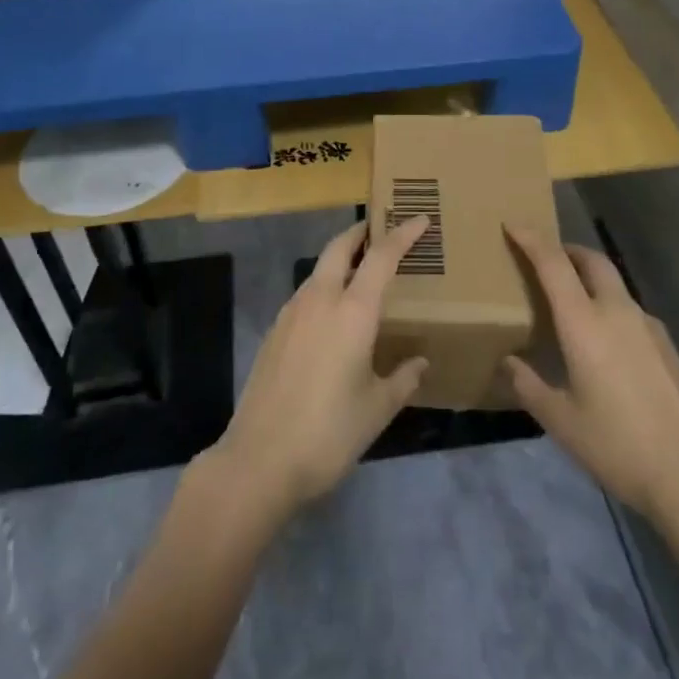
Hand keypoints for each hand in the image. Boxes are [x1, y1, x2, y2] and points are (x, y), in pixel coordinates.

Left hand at [204, 217, 428, 521]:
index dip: (402, 234)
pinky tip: (332, 314)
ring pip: (319, 269)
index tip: (420, 219)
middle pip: (339, 247)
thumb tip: (420, 363)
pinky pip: (305, 294)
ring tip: (361, 271)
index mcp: (352, 312)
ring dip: (340, 259)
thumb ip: (402, 379)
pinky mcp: (274, 332)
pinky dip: (324, 286)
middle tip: (381, 228)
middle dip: (361, 232)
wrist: (259, 460)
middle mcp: (320, 300)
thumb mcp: (377, 409)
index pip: (381, 257)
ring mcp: (291, 313)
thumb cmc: (328, 433)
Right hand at [504, 230, 678, 525]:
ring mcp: (649, 326)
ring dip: (589, 278)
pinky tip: (604, 342)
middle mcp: (618, 312)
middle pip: (591, 260)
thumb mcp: (561, 421)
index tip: (512, 223)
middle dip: (565, 250)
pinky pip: (630, 309)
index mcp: (585, 322)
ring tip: (570, 302)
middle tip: (543, 258)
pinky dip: (609, 306)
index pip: (553, 263)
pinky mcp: (668, 346)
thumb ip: (529, 386)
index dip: (531, 238)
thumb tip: (509, 363)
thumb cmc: (618, 445)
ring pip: (614, 284)